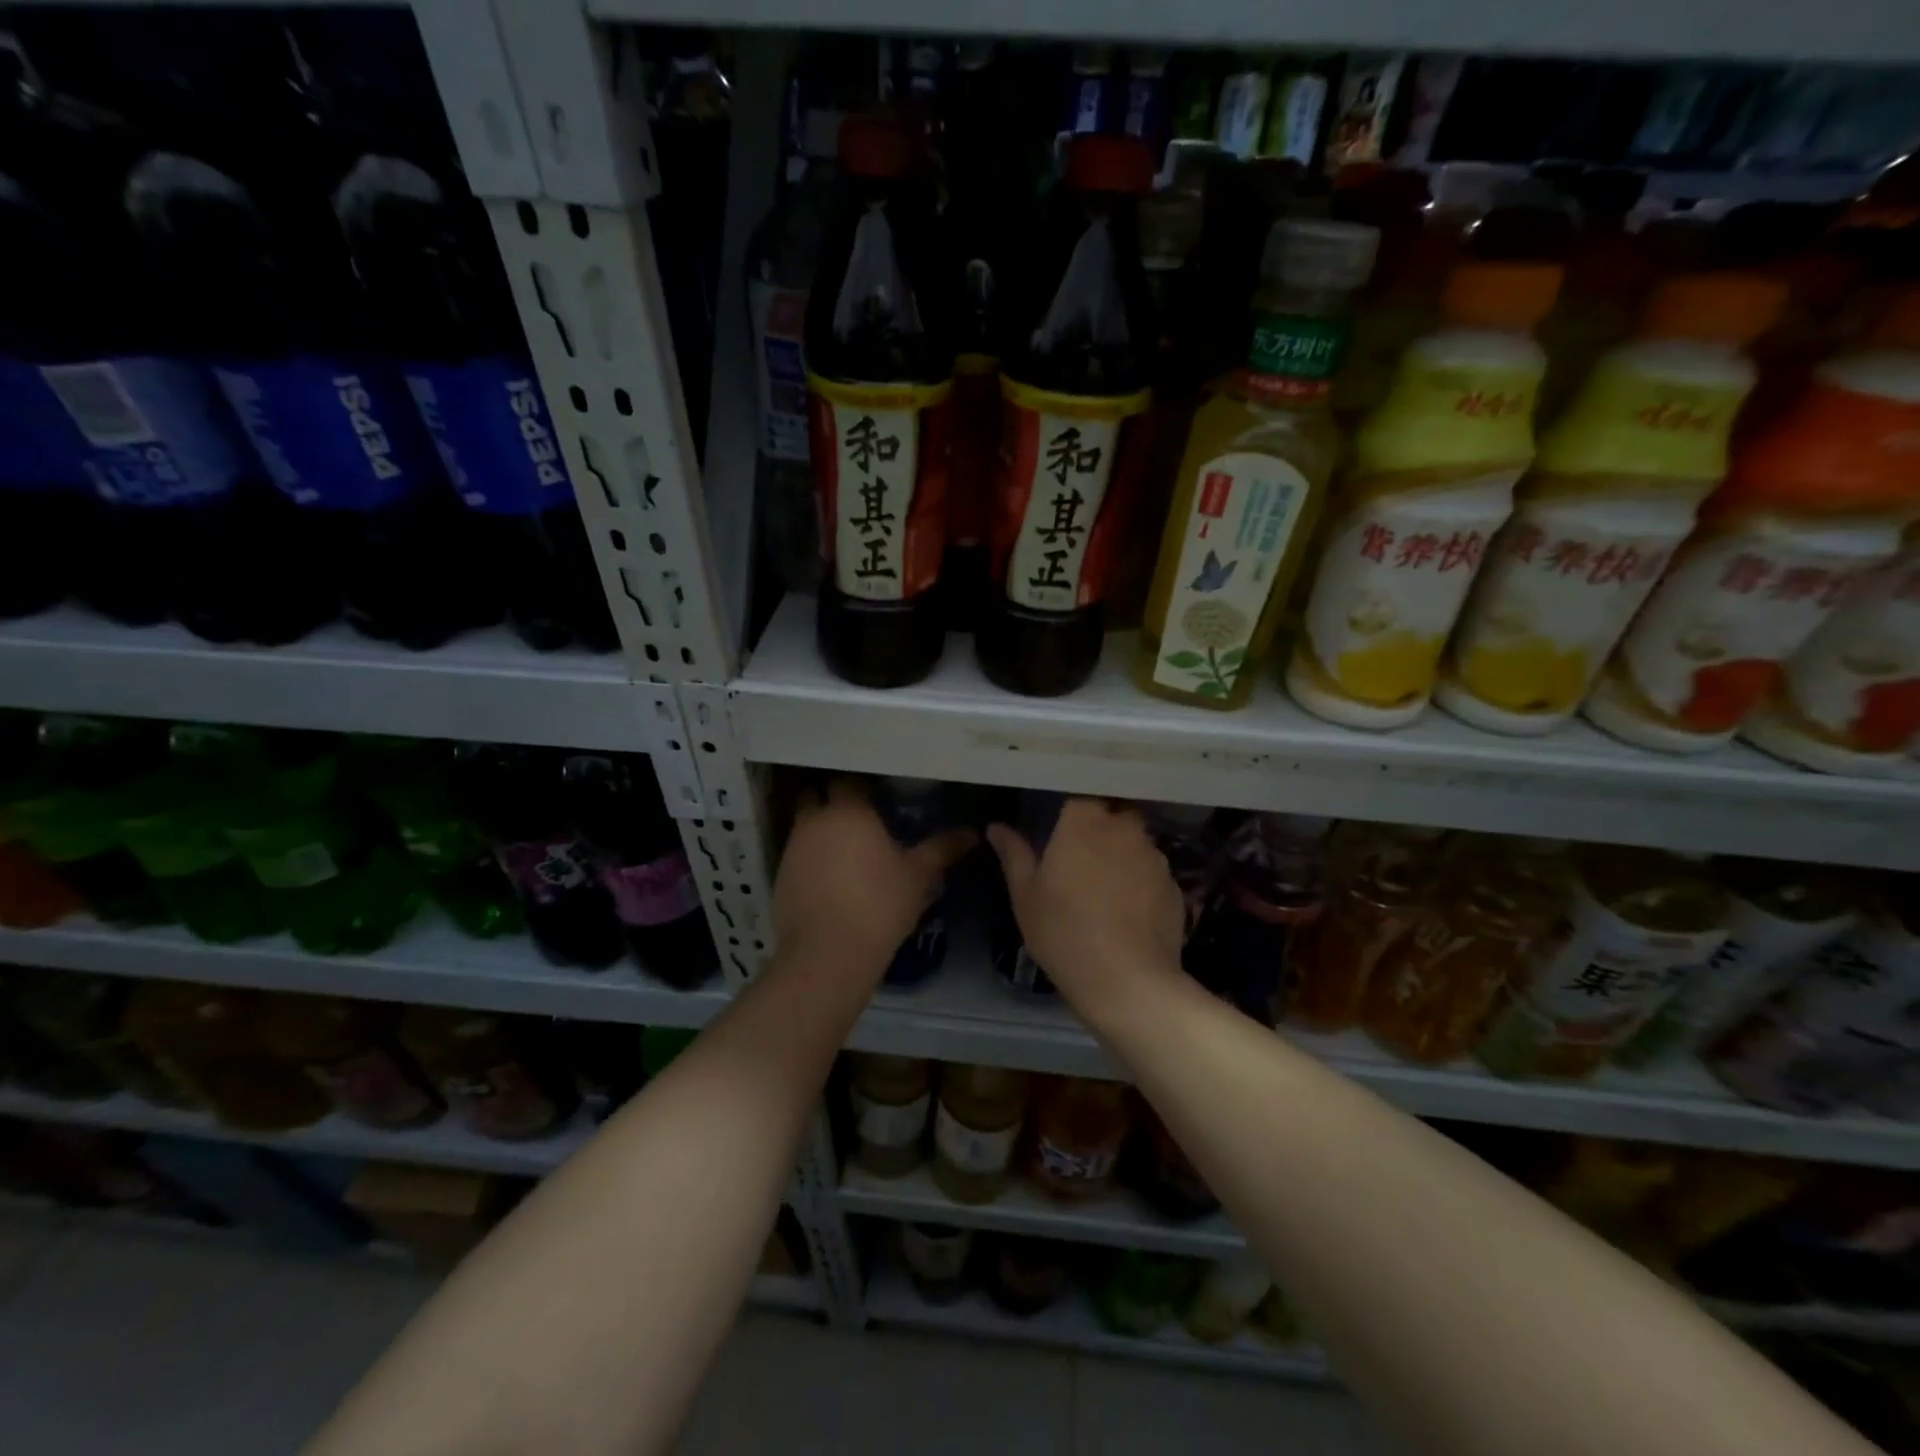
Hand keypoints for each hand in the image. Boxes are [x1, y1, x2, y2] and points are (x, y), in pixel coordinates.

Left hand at [773, 780, 975, 980]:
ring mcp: (792, 848)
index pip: (848, 778)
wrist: (828, 954)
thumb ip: (943, 848)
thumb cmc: (879, 905)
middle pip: (817, 795)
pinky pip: (797, 854)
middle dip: (833, 799)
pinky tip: (830, 877)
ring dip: (821, 829)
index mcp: (849, 810)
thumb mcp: (919, 876)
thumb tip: (973, 833)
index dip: (862, 784)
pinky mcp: (780, 875)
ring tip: (846, 847)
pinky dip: (811, 857)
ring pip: (805, 824)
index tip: (879, 794)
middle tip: (859, 815)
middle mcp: (815, 820)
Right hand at [987, 798, 1185, 1016]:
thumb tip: (997, 827)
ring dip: (1122, 854)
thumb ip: (1014, 854)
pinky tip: (1129, 910)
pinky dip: (1141, 882)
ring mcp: (1155, 857)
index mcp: (1084, 822)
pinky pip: (1153, 872)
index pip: (1081, 793)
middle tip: (1080, 854)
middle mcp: (1125, 829)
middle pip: (1114, 813)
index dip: (1072, 806)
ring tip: (1106, 886)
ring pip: (1136, 842)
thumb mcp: (1026, 896)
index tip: (1060, 823)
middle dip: (1100, 826)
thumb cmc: (1064, 932)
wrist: (1128, 982)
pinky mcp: (1175, 886)